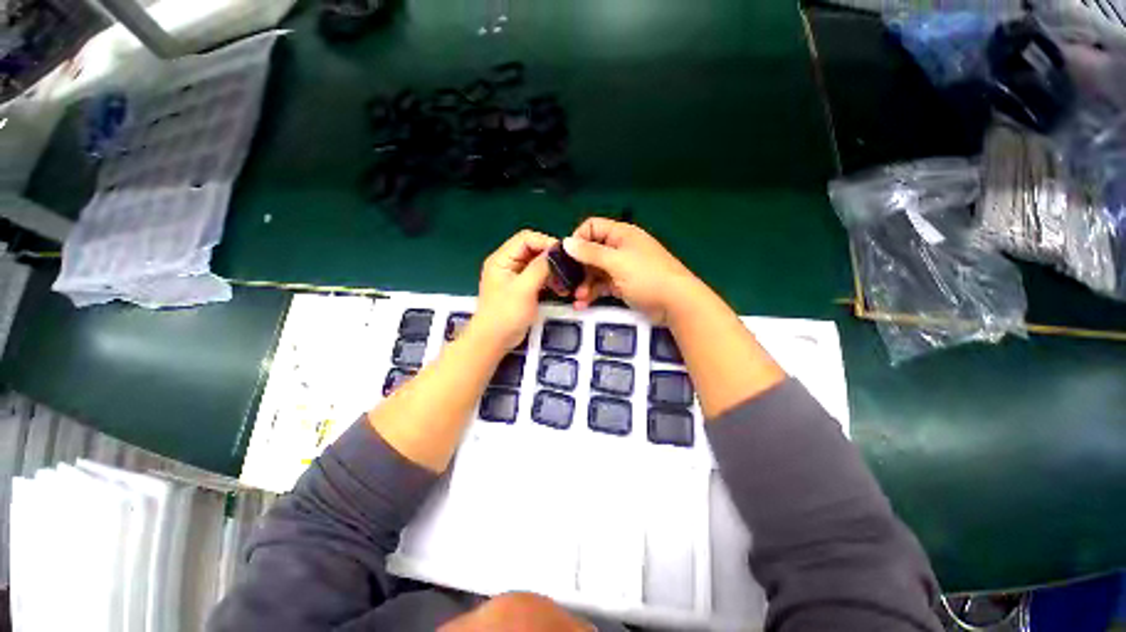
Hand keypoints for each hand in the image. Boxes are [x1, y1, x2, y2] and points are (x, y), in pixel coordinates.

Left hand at [473, 230, 556, 350]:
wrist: (494, 341)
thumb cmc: (505, 314)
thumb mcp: (524, 289)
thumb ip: (540, 268)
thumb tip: (556, 252)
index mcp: (502, 259)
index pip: (526, 239)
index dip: (545, 242)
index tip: (563, 254)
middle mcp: (508, 264)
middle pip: (533, 250)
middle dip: (551, 258)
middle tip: (568, 268)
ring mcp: (515, 277)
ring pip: (538, 265)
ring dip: (552, 271)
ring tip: (566, 282)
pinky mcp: (523, 289)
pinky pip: (539, 278)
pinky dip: (550, 281)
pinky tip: (561, 289)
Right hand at [563, 217, 702, 322]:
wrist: (676, 303)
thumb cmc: (647, 277)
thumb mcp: (617, 263)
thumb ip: (590, 253)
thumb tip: (566, 242)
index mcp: (621, 234)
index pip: (592, 227)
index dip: (577, 239)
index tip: (567, 257)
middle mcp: (619, 248)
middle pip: (591, 252)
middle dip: (578, 267)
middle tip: (567, 282)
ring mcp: (621, 268)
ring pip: (595, 271)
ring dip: (584, 283)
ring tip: (577, 297)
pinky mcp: (622, 285)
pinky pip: (602, 285)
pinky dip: (592, 293)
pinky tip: (583, 303)